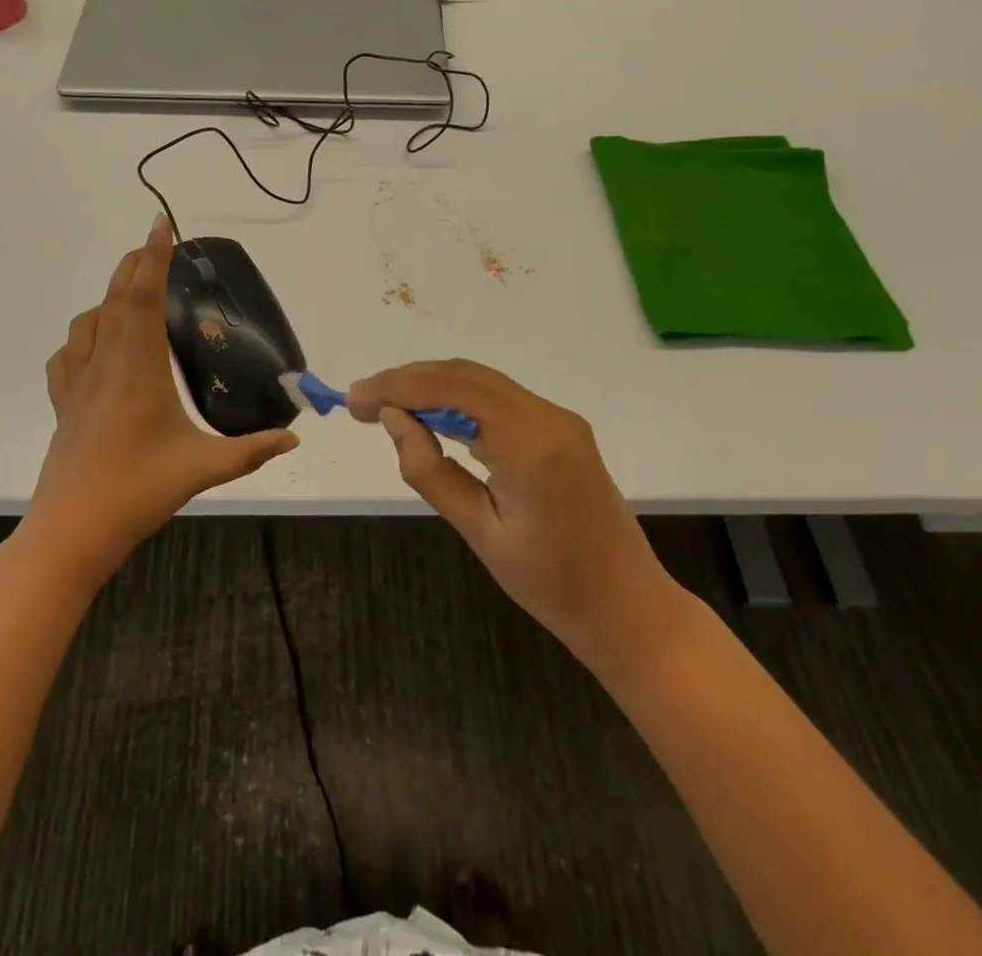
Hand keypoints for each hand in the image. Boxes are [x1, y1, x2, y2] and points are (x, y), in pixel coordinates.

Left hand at [27, 216, 298, 581]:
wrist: (71, 533)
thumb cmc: (137, 493)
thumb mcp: (203, 469)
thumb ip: (251, 451)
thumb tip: (294, 438)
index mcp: (138, 370)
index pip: (142, 297)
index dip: (153, 257)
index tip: (162, 224)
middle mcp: (104, 365)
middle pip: (114, 298)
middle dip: (134, 264)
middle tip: (156, 246)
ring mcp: (77, 384)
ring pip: (87, 322)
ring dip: (108, 296)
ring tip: (131, 294)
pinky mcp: (63, 405)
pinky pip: (66, 356)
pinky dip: (82, 337)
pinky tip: (95, 349)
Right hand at [346, 360, 691, 676]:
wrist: (627, 606)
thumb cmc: (552, 585)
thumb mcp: (480, 533)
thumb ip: (431, 470)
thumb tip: (393, 419)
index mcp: (529, 445)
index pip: (450, 391)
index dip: (395, 387)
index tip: (353, 401)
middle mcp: (547, 416)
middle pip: (463, 375)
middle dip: (407, 380)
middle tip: (361, 401)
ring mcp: (557, 417)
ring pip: (480, 380)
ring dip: (430, 384)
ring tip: (385, 404)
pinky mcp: (560, 426)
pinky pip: (498, 396)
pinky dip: (456, 396)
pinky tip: (431, 414)